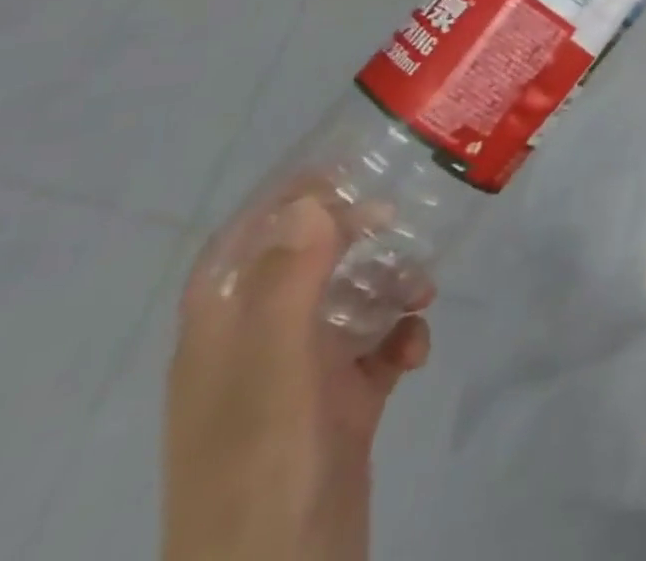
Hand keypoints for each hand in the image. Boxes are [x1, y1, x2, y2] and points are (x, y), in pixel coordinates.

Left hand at [163, 195, 431, 560]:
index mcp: (223, 340)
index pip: (238, 248)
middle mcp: (258, 352)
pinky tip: (416, 351)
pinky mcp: (341, 410)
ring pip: (347, 304)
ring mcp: (300, 384)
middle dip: (349, 237)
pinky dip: (399, 339)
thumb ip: (288, 286)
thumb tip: (310, 199)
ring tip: (423, 290)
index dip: (278, 204)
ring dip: (387, 285)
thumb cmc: (264, 475)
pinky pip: (375, 351)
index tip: (336, 171)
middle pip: (301, 268)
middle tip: (396, 216)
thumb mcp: (275, 376)